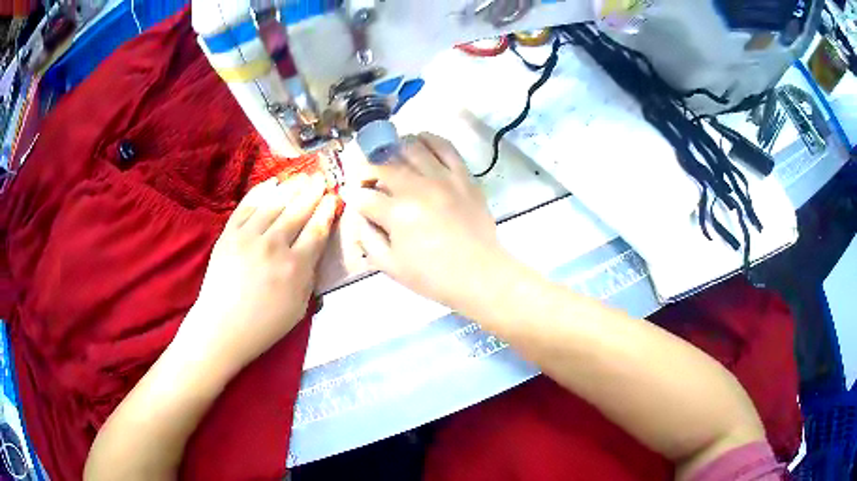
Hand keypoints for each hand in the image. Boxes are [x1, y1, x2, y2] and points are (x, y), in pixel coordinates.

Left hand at [177, 174, 339, 374]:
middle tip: (322, 178)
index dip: (327, 211)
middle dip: (312, 192)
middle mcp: (274, 246)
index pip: (316, 230)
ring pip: (274, 203)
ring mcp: (248, 237)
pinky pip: (247, 206)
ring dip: (291, 187)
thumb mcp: (299, 308)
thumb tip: (314, 249)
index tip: (333, 198)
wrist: (222, 326)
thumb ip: (309, 276)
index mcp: (295, 268)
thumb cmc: (264, 325)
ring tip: (302, 176)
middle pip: (298, 211)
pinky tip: (272, 183)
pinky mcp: (229, 233)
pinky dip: (261, 192)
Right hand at [348, 132, 505, 308]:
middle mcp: (418, 188)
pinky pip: (445, 147)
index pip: (364, 195)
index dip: (354, 197)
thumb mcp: (390, 266)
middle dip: (367, 171)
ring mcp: (443, 178)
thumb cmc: (433, 277)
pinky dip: (428, 139)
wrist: (479, 274)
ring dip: (393, 150)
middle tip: (368, 179)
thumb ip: (368, 238)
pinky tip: (419, 143)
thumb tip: (360, 215)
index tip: (355, 199)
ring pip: (410, 148)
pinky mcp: (463, 176)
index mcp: (397, 214)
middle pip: (383, 166)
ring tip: (391, 159)